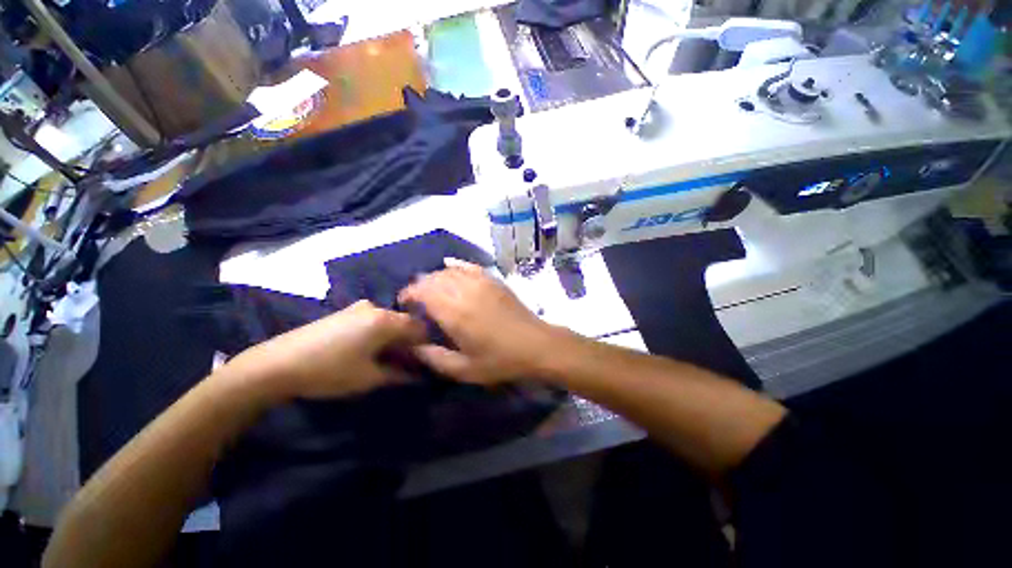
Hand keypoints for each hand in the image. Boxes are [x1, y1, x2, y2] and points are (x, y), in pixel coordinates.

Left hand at [221, 300, 426, 400]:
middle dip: (409, 342)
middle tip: (407, 363)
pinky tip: (370, 349)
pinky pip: (374, 320)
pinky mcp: (345, 312)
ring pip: (389, 321)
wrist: (277, 363)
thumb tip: (420, 375)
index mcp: (386, 320)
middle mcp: (376, 308)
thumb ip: (400, 374)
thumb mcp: (369, 377)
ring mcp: (358, 307)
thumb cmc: (330, 371)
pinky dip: (380, 333)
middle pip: (405, 322)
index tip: (425, 361)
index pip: (420, 328)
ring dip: (394, 338)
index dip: (426, 345)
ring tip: (387, 358)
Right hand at [397, 259, 562, 384]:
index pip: (422, 292)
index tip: (404, 304)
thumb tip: (413, 346)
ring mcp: (481, 282)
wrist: (535, 344)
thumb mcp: (464, 369)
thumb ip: (434, 358)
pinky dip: (456, 264)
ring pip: (449, 271)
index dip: (408, 295)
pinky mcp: (493, 280)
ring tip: (432, 290)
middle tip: (417, 301)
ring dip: (435, 277)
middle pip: (433, 278)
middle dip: (419, 287)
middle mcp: (464, 291)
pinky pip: (469, 266)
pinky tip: (449, 265)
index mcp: (454, 312)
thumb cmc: (500, 360)